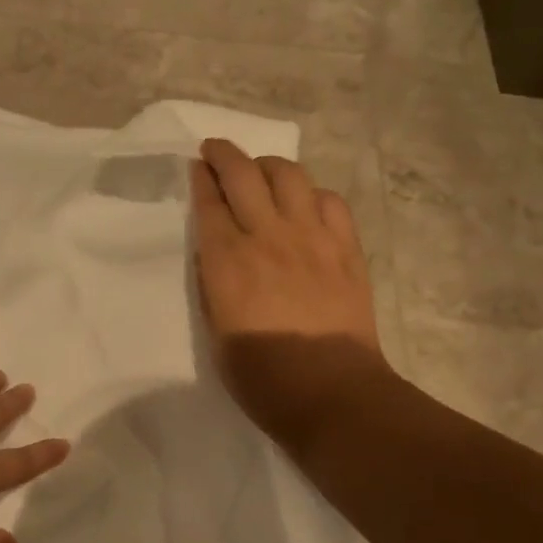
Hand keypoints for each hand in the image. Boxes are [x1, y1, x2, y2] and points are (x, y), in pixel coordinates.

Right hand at [192, 138, 391, 451]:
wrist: (331, 392)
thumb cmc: (262, 376)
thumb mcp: (215, 332)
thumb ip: (213, 284)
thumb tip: (215, 253)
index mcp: (227, 261)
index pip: (209, 201)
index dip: (200, 178)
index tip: (196, 166)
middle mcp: (267, 236)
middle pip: (244, 174)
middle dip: (224, 154)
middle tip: (215, 151)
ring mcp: (311, 237)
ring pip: (289, 175)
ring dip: (268, 165)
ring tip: (261, 172)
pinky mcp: (345, 247)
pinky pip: (329, 200)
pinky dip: (312, 193)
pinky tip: (306, 204)